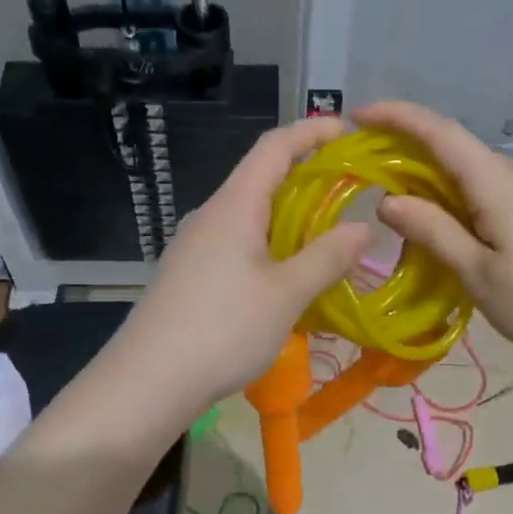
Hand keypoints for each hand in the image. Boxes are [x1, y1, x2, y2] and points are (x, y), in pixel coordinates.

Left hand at [111, 116, 370, 416]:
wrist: (146, 382)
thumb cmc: (221, 330)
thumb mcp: (286, 295)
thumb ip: (327, 257)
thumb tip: (365, 227)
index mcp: (233, 205)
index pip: (274, 146)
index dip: (311, 131)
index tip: (349, 131)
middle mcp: (210, 216)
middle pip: (261, 178)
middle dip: (307, 177)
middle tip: (352, 191)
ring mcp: (194, 247)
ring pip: (250, 216)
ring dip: (290, 217)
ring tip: (328, 236)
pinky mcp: (189, 276)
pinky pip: (237, 244)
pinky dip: (270, 246)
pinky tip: (288, 277)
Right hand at [357, 99, 512, 364]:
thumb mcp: (478, 273)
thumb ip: (433, 232)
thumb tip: (388, 201)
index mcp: (498, 183)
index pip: (441, 133)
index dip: (399, 117)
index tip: (357, 115)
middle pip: (453, 148)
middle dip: (406, 150)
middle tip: (363, 171)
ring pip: (469, 171)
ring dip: (430, 178)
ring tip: (395, 205)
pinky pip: (486, 189)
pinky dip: (454, 196)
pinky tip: (442, 223)